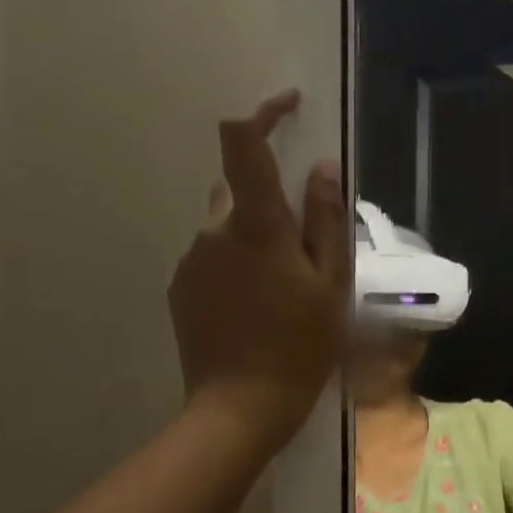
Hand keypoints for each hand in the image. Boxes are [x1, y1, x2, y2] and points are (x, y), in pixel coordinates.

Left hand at [169, 91, 350, 451]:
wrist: (240, 406)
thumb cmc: (302, 345)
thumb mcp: (332, 284)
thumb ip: (326, 221)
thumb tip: (322, 168)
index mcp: (257, 226)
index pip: (243, 144)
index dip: (263, 114)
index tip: (289, 106)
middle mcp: (214, 230)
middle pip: (241, 191)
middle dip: (274, 205)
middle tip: (311, 255)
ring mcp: (191, 259)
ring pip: (228, 227)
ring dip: (258, 240)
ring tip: (288, 292)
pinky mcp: (181, 287)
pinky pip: (214, 257)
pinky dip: (239, 266)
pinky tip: (260, 308)